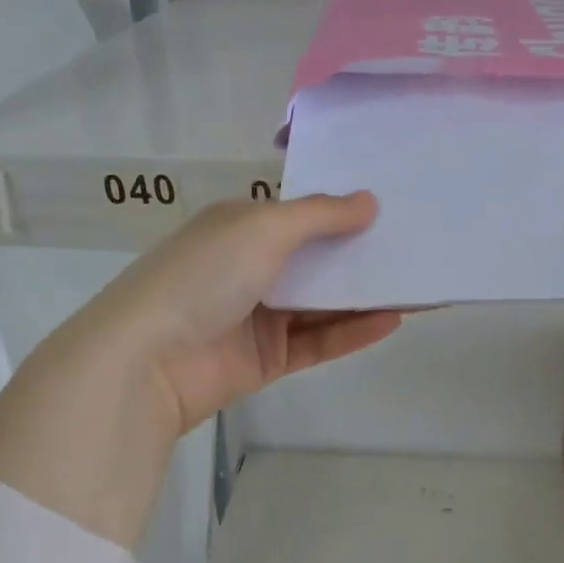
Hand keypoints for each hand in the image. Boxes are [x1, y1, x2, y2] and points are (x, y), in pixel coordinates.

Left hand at [0, 194, 399, 545]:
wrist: (148, 360)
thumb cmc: (203, 276)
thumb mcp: (262, 228)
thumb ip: (320, 216)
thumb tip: (370, 202)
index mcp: (240, 228)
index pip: (301, 216)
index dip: (342, 212)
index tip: (391, 208)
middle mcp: (250, 268)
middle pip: (316, 261)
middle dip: (360, 256)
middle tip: (415, 249)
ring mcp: (259, 316)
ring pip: (322, 304)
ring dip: (363, 296)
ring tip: (414, 286)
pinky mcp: (267, 359)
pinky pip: (318, 342)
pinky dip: (352, 332)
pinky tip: (392, 321)